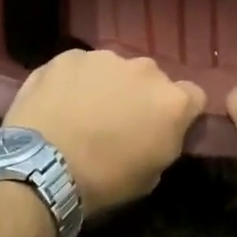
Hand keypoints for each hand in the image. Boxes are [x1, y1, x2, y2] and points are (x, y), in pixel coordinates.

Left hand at [5, 50, 205, 215]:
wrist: (42, 168)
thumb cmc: (103, 180)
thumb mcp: (151, 175)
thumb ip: (165, 141)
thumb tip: (159, 131)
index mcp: (172, 102)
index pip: (193, 96)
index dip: (180, 112)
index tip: (162, 127)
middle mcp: (145, 70)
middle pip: (152, 79)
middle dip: (141, 95)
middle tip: (119, 121)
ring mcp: (105, 58)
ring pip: (114, 69)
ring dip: (107, 85)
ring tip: (83, 112)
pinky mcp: (69, 56)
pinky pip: (80, 67)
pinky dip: (74, 82)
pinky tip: (58, 104)